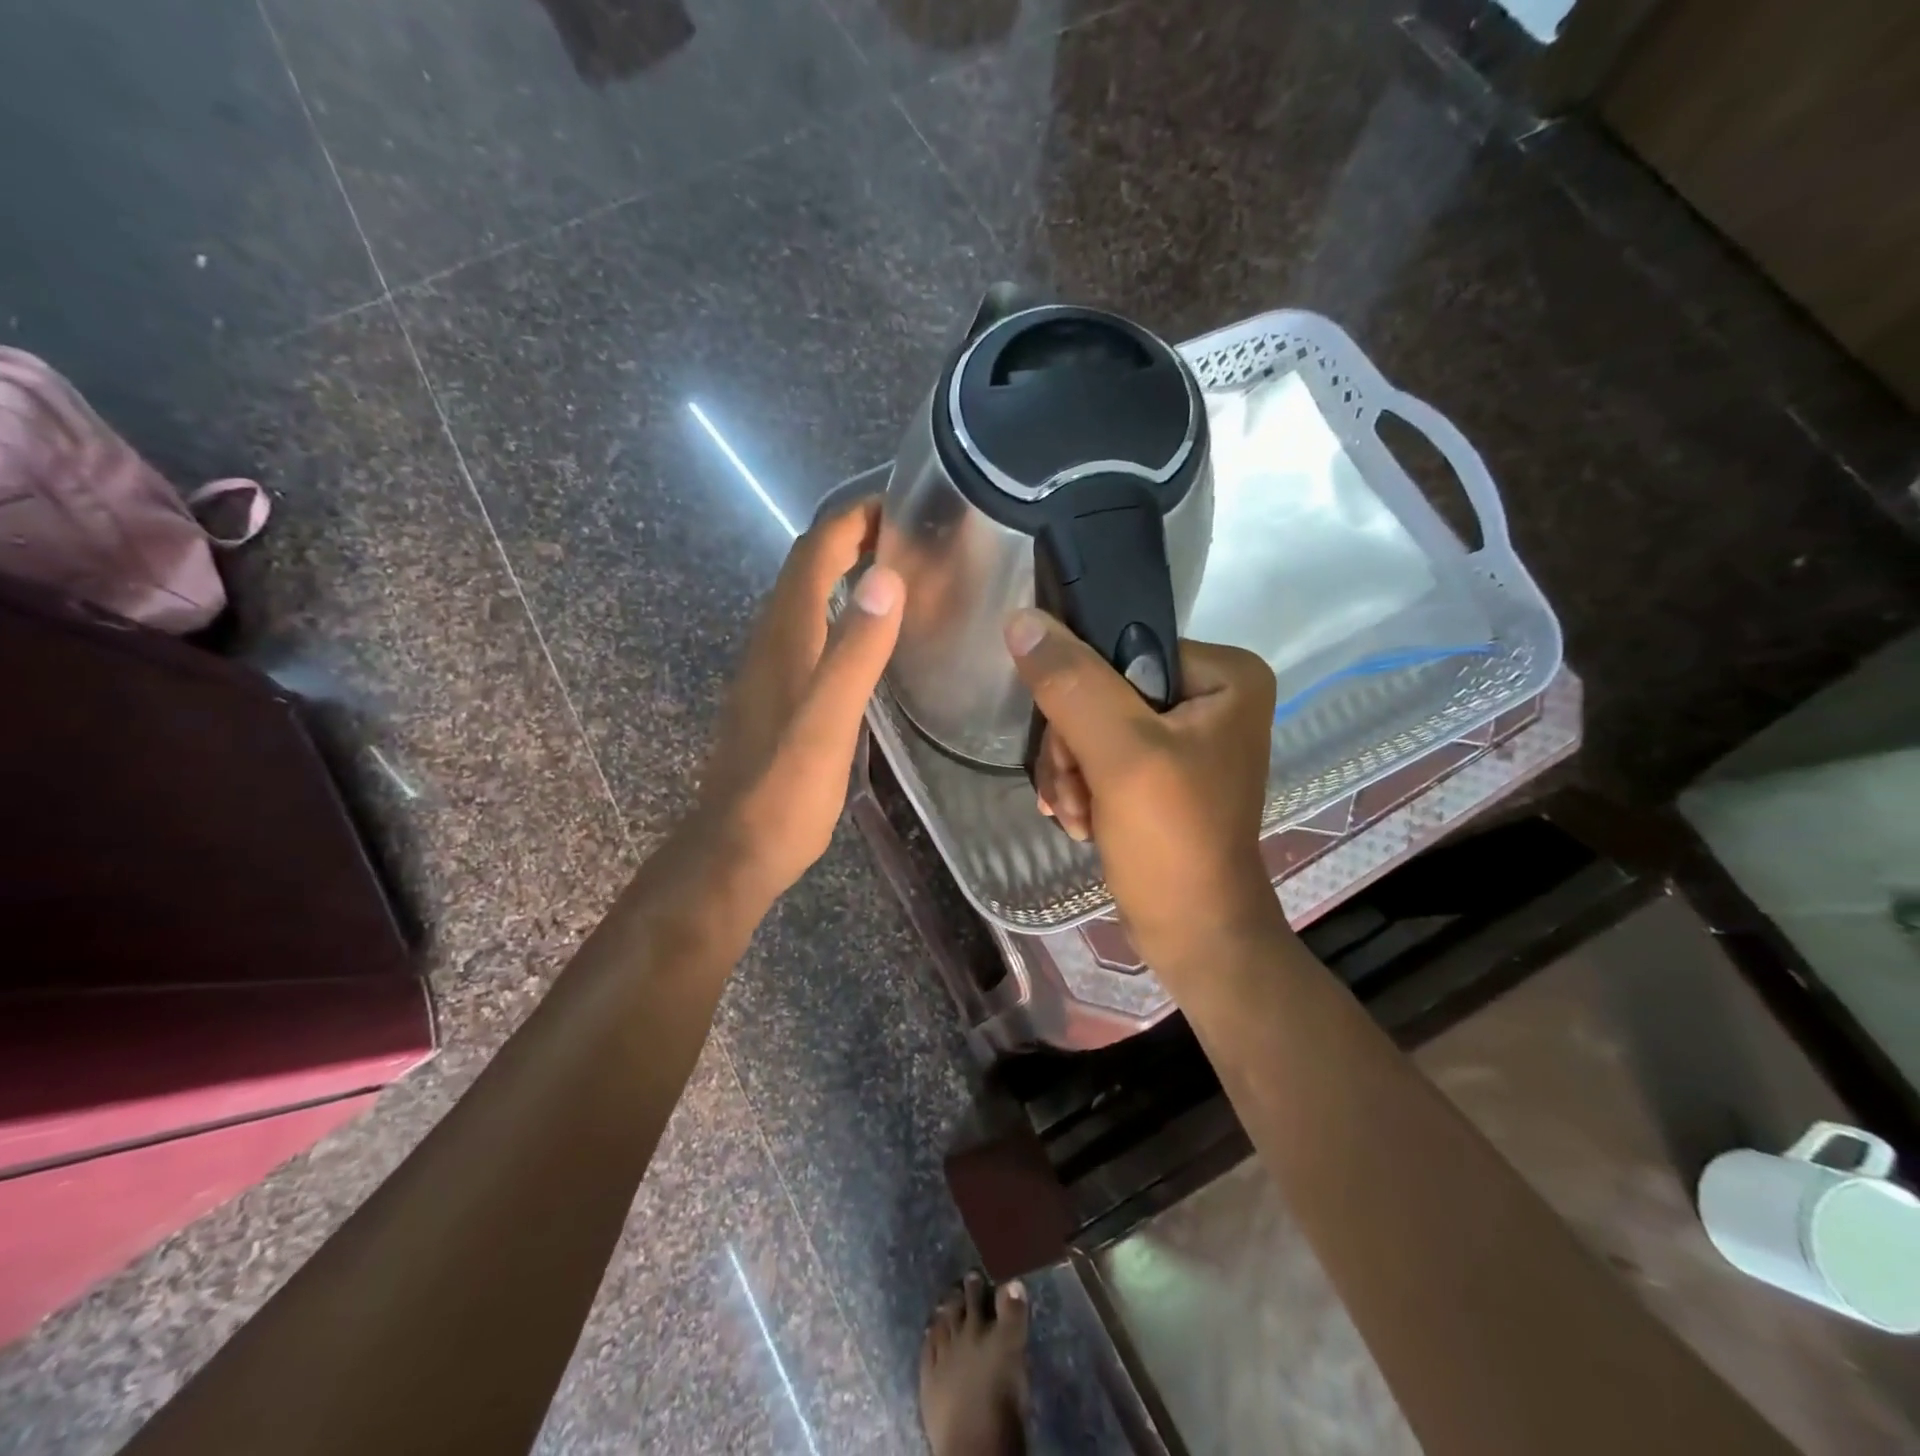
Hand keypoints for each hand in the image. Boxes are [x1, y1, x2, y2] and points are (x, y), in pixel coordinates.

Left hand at [692, 498, 903, 911]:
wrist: (734, 852)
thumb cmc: (784, 792)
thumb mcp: (827, 723)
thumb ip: (854, 653)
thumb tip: (885, 579)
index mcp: (786, 636)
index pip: (815, 552)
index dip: (852, 518)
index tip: (900, 502)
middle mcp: (772, 641)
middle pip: (806, 567)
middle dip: (852, 536)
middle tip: (909, 534)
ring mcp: (770, 670)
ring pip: (805, 598)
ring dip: (843, 571)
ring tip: (895, 570)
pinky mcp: (775, 696)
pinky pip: (807, 631)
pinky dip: (837, 611)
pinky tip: (863, 635)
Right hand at [1007, 608, 1283, 972]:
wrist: (1193, 935)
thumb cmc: (1171, 842)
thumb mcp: (1120, 756)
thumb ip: (1072, 684)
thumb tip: (1022, 620)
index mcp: (1224, 674)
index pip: (1121, 649)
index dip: (1081, 695)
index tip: (1074, 752)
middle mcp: (1210, 695)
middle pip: (1101, 690)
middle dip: (1074, 748)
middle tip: (1076, 793)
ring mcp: (1186, 735)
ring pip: (1092, 724)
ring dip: (1071, 772)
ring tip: (1078, 815)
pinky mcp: (1163, 769)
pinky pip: (1100, 753)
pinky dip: (1082, 786)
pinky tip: (1083, 820)